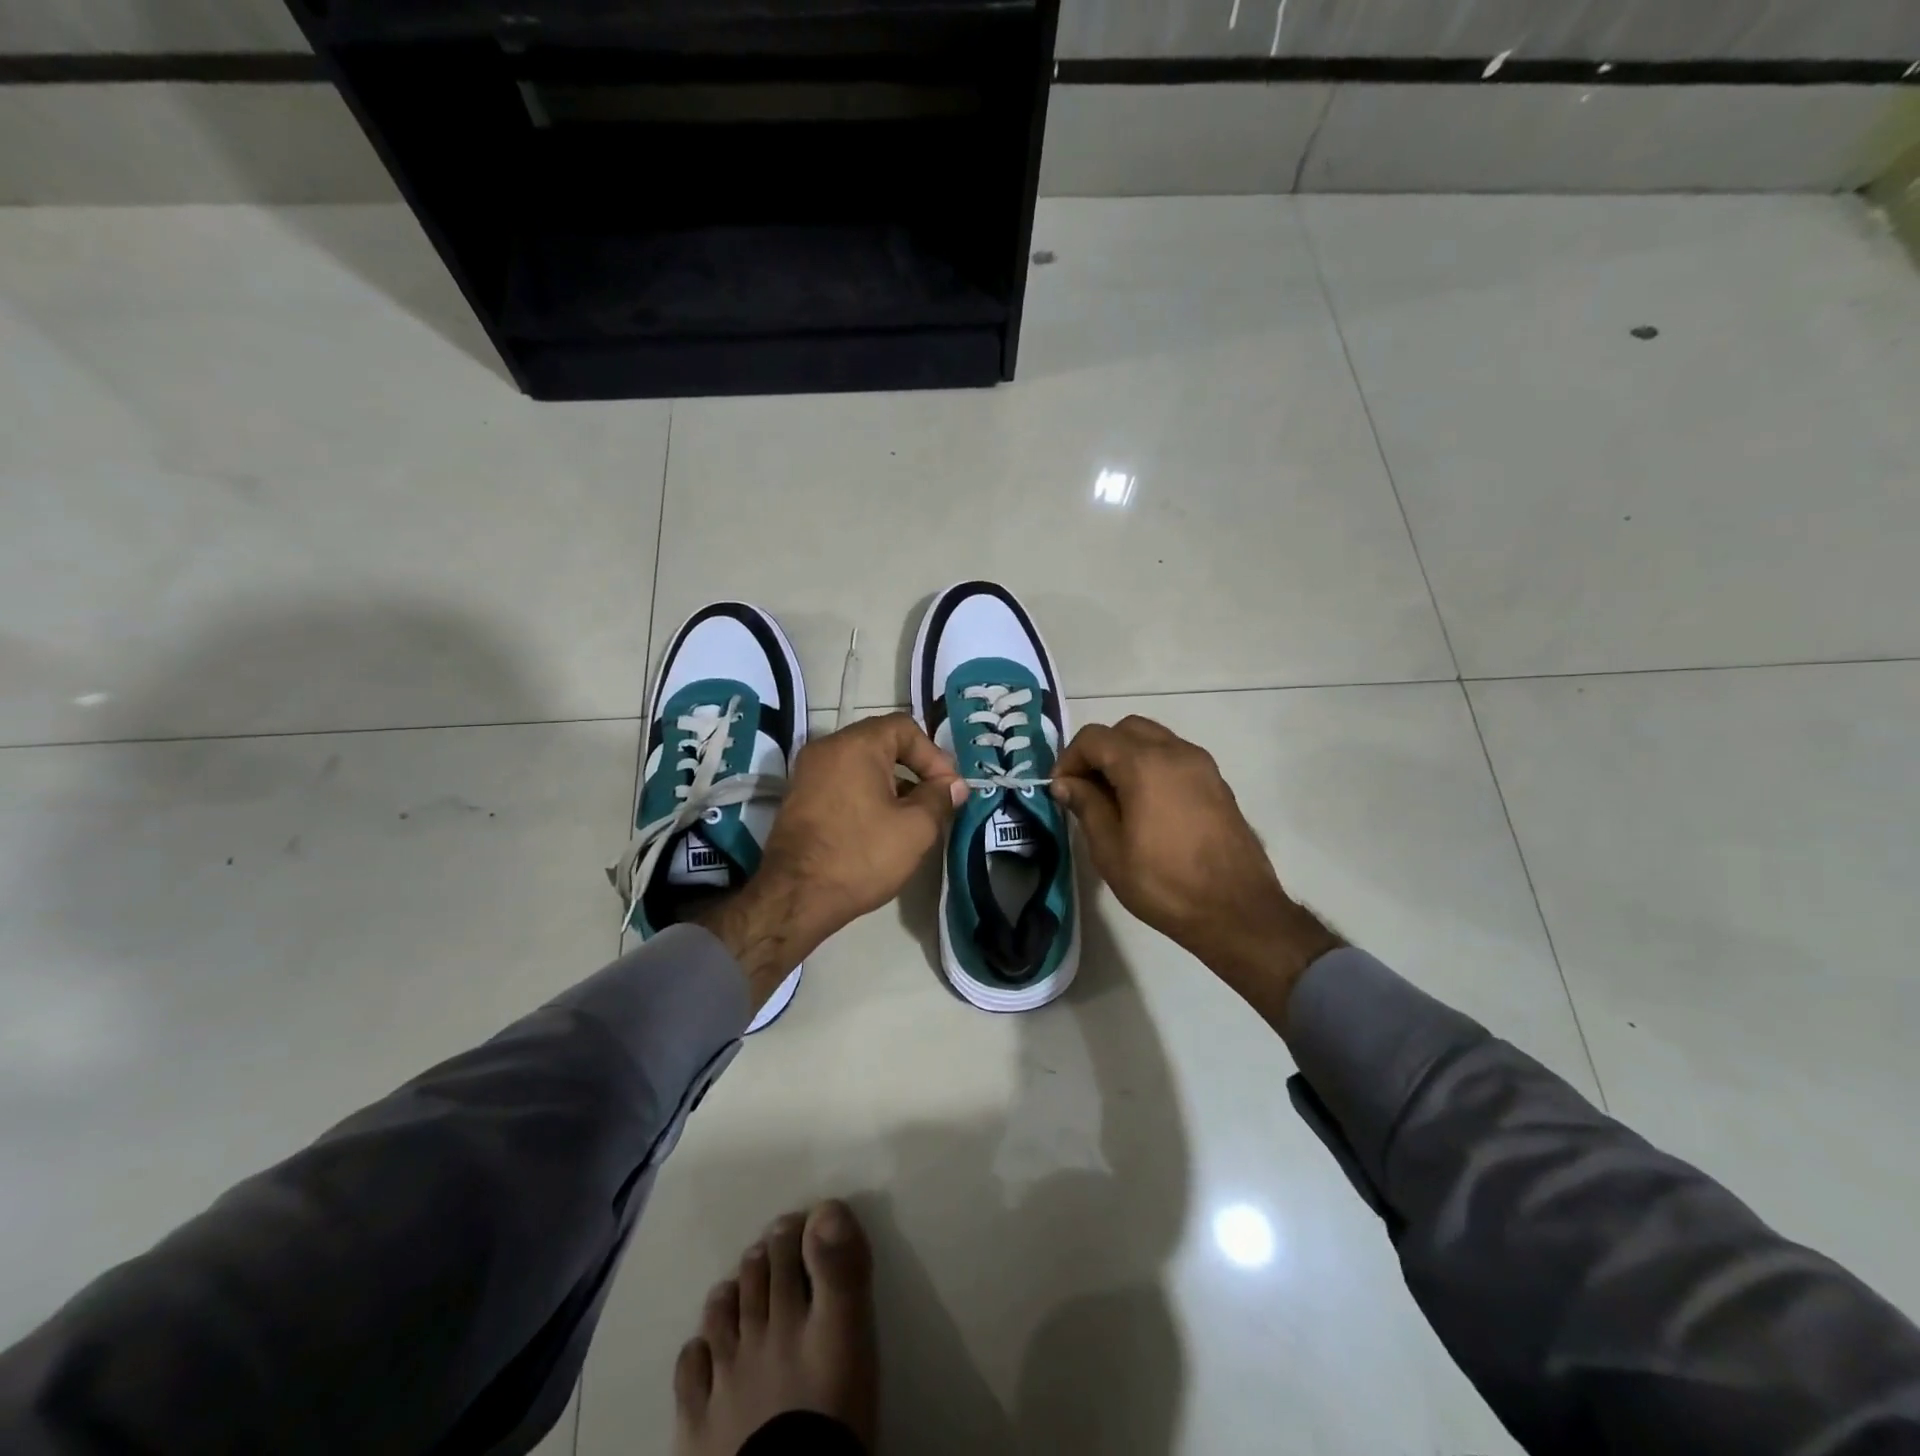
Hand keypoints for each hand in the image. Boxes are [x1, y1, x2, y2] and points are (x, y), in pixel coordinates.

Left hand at [703, 714, 964, 1003]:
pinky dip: (867, 796)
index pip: (904, 728)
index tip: (947, 789)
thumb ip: (940, 798)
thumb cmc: (861, 856)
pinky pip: (843, 783)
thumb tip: (953, 786)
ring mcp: (808, 773)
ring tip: (913, 819)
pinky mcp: (800, 798)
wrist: (795, 897)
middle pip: (882, 744)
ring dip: (893, 785)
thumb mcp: (915, 828)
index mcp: (855, 745)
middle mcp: (827, 748)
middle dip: (915, 769)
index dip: (934, 755)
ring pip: (862, 766)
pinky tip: (882, 828)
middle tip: (936, 801)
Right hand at [1051, 717, 1343, 1015]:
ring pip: (1153, 738)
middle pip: (1125, 729)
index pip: (1094, 738)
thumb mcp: (1110, 851)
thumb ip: (1086, 806)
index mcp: (1145, 765)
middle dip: (1098, 751)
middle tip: (1085, 788)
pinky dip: (1151, 765)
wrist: (1237, 910)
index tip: (1060, 790)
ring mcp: (1202, 765)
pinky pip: (1174, 756)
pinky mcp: (1216, 782)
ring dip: (1126, 755)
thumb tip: (1065, 783)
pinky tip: (1145, 804)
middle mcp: (1175, 752)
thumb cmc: (1164, 883)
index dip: (1069, 758)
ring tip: (1113, 797)